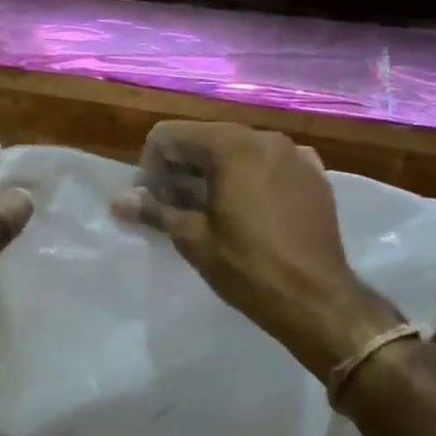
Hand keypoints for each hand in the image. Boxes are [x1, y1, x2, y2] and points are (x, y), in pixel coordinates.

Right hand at [111, 121, 398, 376]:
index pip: (170, 134)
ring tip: (212, 211)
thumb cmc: (248, 269)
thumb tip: (117, 199)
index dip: (152, 165)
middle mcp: (265, 138)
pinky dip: (251, 178)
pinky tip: (251, 211)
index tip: (155, 201)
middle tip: (177, 208)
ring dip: (215, 172)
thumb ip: (153, 210)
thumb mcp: (193, 239)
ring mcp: (295, 154)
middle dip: (183, 167)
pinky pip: (270, 164)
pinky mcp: (315, 175)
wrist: (318, 301)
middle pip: (205, 138)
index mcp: (232, 146)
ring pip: (238, 149)